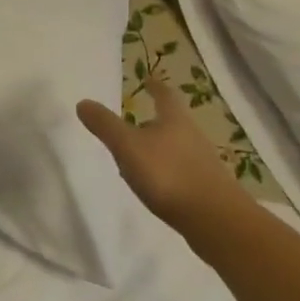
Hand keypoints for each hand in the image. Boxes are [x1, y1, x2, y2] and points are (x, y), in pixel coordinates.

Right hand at [77, 72, 252, 233]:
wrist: (216, 221)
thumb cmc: (168, 174)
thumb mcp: (128, 147)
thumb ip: (105, 125)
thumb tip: (83, 102)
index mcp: (175, 120)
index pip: (165, 95)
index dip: (155, 87)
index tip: (149, 80)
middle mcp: (193, 136)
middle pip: (173, 122)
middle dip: (155, 120)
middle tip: (135, 121)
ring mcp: (203, 164)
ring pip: (177, 148)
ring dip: (160, 148)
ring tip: (139, 156)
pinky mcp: (208, 190)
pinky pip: (182, 172)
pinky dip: (167, 172)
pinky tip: (155, 185)